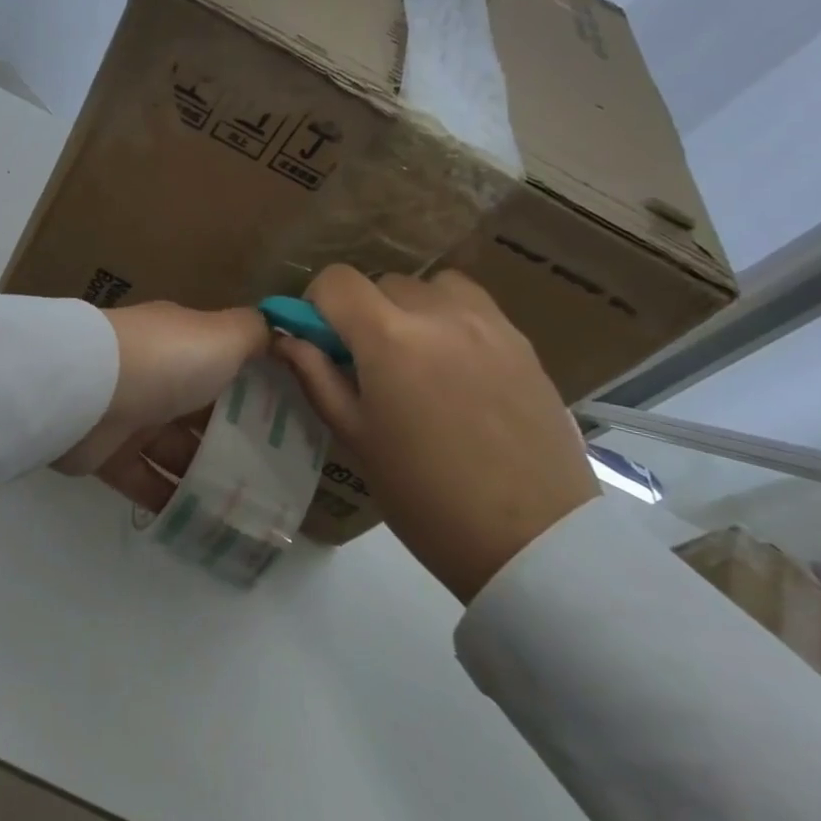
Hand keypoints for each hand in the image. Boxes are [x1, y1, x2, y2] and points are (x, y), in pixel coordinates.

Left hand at [56, 301, 269, 510]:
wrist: (87, 391)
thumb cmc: (166, 361)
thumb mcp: (223, 336)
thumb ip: (255, 334)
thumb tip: (281, 334)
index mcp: (183, 343)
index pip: (227, 366)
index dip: (259, 392)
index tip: (296, 423)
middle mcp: (158, 376)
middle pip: (204, 413)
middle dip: (239, 442)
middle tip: (281, 479)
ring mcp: (132, 416)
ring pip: (178, 452)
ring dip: (209, 478)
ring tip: (252, 513)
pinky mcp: (109, 455)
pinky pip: (148, 482)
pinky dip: (173, 502)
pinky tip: (207, 526)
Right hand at [275, 265, 596, 602]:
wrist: (533, 540)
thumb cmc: (425, 495)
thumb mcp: (355, 437)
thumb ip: (316, 376)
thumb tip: (286, 339)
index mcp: (388, 337)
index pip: (336, 281)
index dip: (316, 304)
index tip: (320, 341)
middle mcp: (438, 313)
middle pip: (381, 282)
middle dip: (362, 312)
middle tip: (367, 362)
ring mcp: (487, 323)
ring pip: (430, 286)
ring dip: (409, 308)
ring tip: (415, 355)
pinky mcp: (522, 341)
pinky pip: (472, 304)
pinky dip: (450, 317)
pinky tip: (455, 364)